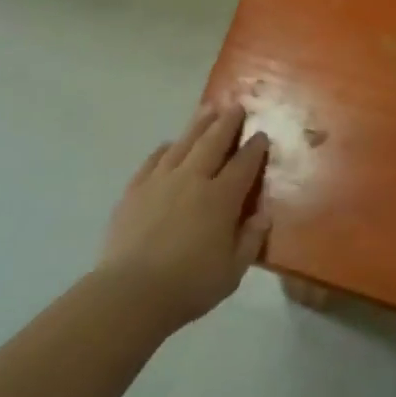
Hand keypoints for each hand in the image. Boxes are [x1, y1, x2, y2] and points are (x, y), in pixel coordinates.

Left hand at [97, 104, 269, 330]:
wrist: (132, 291)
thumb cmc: (189, 285)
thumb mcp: (233, 271)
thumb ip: (250, 239)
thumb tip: (263, 215)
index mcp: (221, 199)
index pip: (243, 165)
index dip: (254, 148)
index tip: (261, 134)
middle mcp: (192, 179)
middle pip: (213, 142)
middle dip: (227, 122)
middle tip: (236, 105)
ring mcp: (160, 180)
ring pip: (183, 143)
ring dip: (198, 125)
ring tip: (208, 109)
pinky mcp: (135, 189)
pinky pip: (153, 159)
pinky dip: (165, 148)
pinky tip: (169, 145)